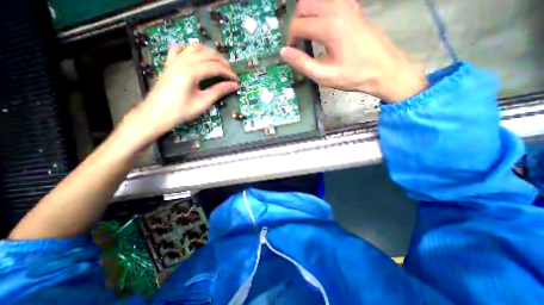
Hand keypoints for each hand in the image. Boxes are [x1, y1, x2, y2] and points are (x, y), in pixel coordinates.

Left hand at [129, 45, 237, 143]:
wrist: (157, 114)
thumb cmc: (180, 111)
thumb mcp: (203, 102)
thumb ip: (219, 91)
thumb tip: (233, 86)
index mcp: (191, 72)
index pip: (215, 67)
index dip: (228, 73)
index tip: (236, 80)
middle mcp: (183, 62)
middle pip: (207, 54)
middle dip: (222, 62)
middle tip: (230, 72)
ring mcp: (175, 61)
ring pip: (195, 48)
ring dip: (210, 53)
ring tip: (219, 62)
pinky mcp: (170, 64)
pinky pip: (180, 49)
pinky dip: (191, 49)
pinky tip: (196, 55)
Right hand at [281, 0, 428, 101]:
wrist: (384, 69)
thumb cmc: (353, 75)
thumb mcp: (324, 76)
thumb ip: (302, 63)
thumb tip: (284, 52)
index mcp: (329, 27)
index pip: (298, 25)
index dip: (290, 40)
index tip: (291, 53)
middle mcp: (337, 9)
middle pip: (304, 4)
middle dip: (296, 23)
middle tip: (297, 43)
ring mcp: (347, 6)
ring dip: (306, 15)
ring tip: (306, 35)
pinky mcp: (353, 8)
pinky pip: (330, 1)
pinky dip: (319, 11)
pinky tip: (321, 28)